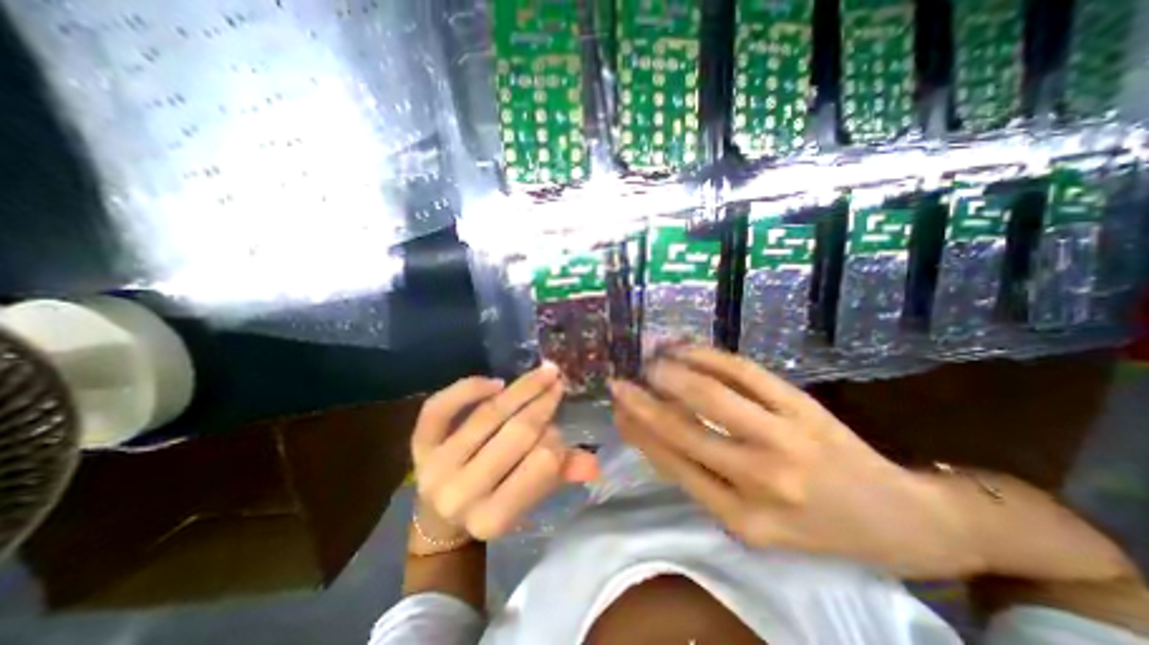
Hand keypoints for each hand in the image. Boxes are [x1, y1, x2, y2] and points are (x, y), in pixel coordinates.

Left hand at [410, 359, 601, 545]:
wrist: (441, 517)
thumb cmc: (494, 503)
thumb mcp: (530, 497)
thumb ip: (560, 477)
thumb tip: (595, 464)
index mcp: (493, 518)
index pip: (542, 462)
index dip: (557, 436)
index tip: (562, 419)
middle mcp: (460, 494)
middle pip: (516, 434)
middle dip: (542, 403)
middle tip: (557, 381)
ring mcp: (435, 466)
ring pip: (487, 415)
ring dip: (521, 389)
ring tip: (542, 373)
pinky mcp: (419, 445)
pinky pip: (442, 408)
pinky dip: (469, 388)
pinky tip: (496, 382)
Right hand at [609, 347, 976, 579]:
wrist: (898, 520)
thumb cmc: (813, 525)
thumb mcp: (751, 522)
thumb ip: (701, 478)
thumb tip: (651, 435)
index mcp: (741, 518)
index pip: (671, 463)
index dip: (638, 431)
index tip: (617, 410)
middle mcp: (760, 479)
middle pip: (683, 428)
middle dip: (643, 401)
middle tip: (620, 381)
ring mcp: (784, 437)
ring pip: (709, 394)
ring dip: (671, 373)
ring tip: (650, 361)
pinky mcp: (801, 405)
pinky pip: (743, 371)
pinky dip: (706, 356)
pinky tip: (685, 349)